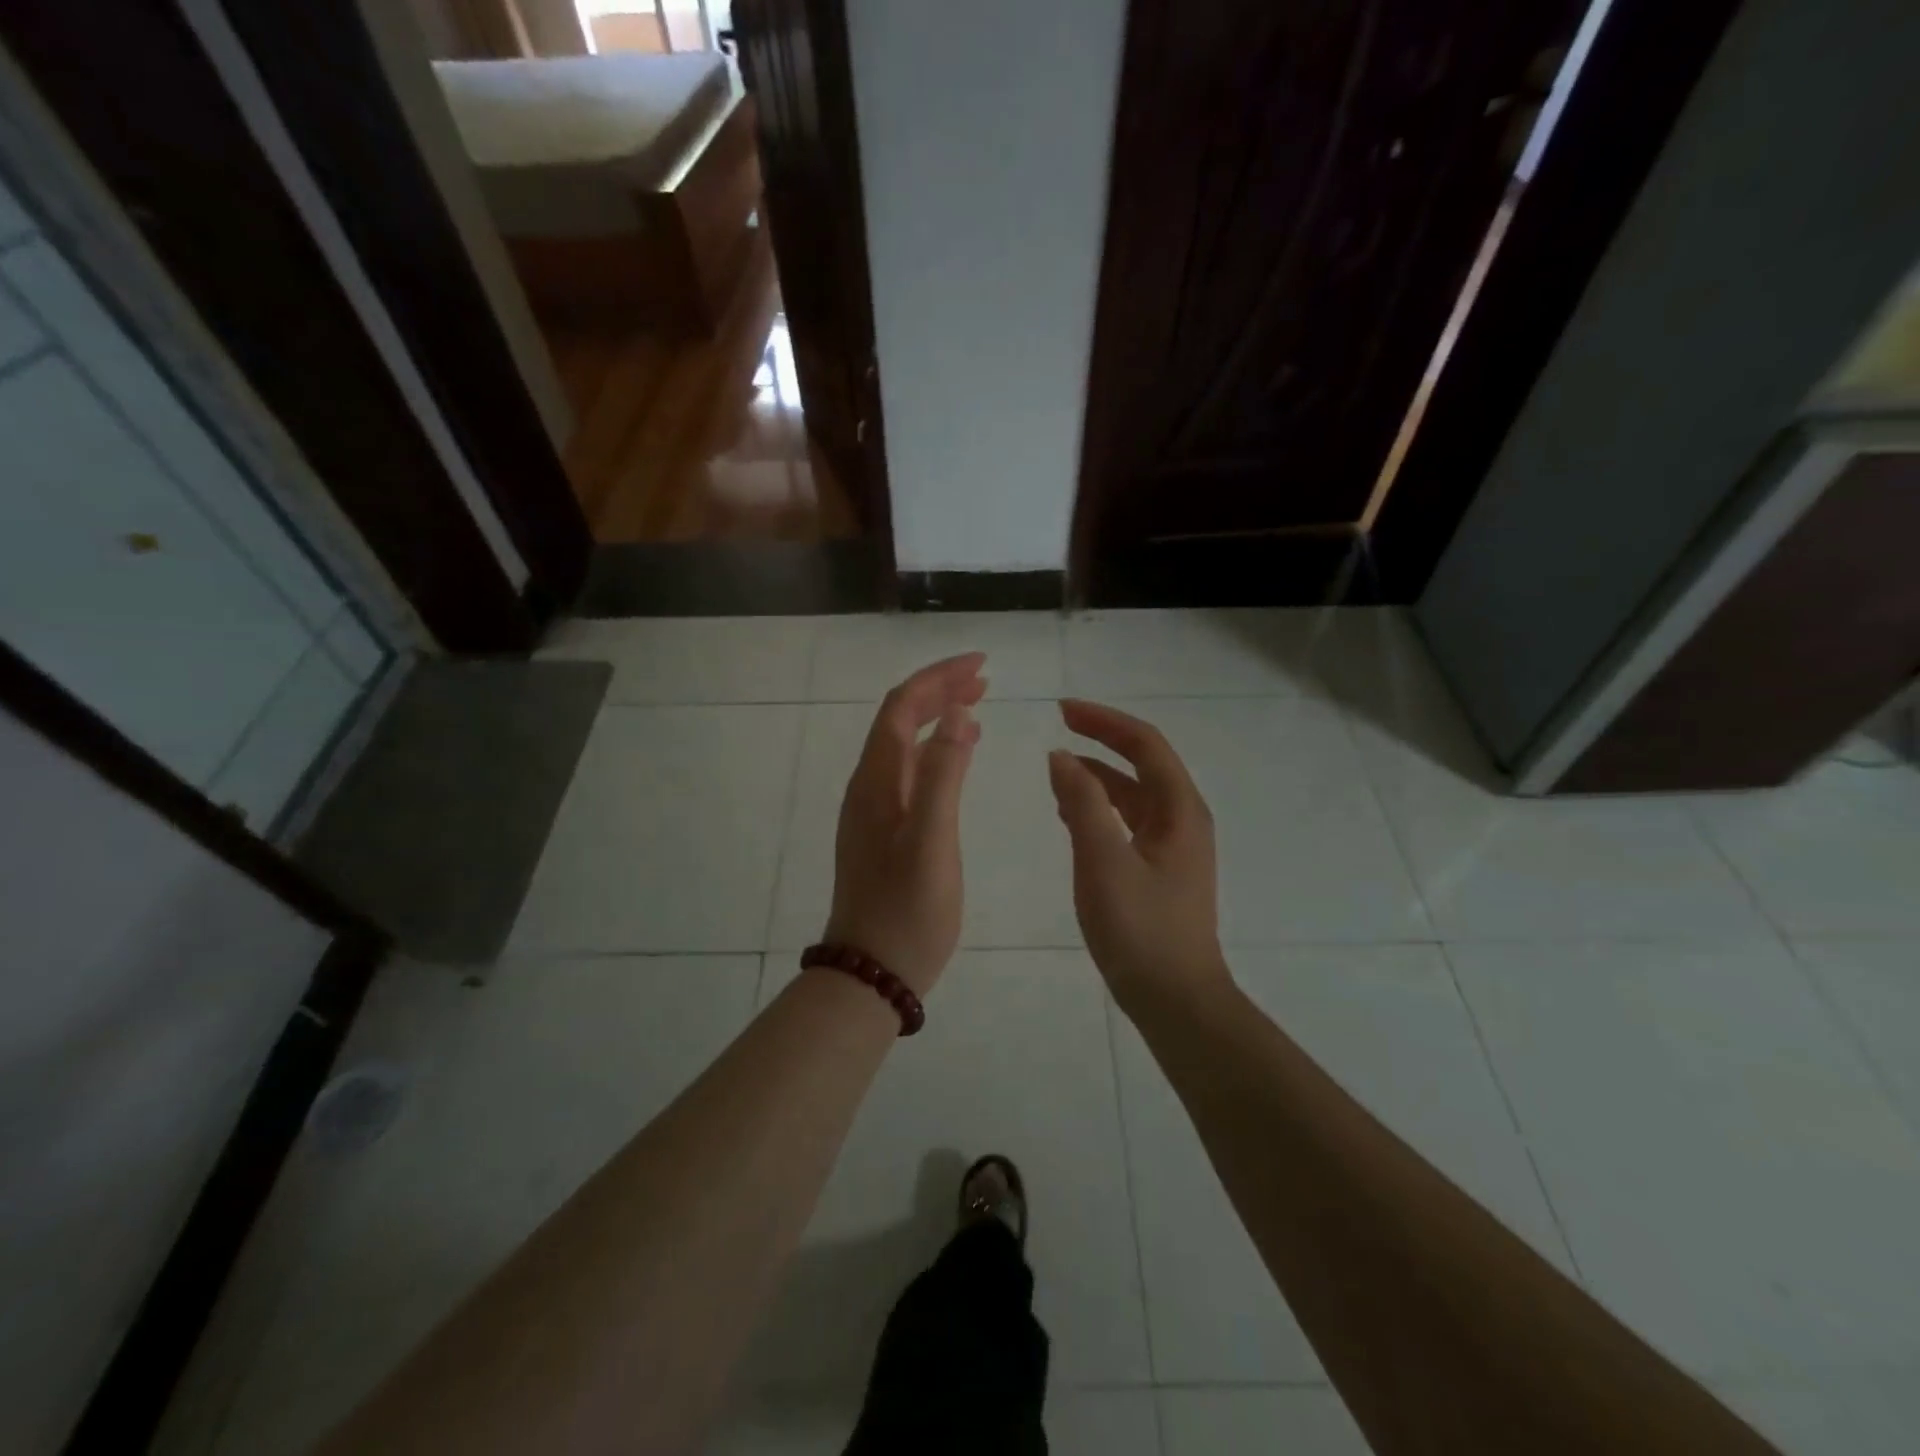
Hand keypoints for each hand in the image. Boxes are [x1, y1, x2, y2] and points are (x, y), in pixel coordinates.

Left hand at [823, 653, 985, 995]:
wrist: (871, 972)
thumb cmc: (907, 911)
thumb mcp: (931, 842)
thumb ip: (943, 775)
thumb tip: (959, 713)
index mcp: (877, 780)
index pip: (902, 707)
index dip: (938, 678)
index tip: (981, 664)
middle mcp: (869, 786)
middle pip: (899, 719)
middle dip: (939, 690)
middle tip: (984, 679)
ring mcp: (873, 809)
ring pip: (904, 744)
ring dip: (937, 716)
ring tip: (976, 704)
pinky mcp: (883, 830)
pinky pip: (908, 771)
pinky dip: (935, 749)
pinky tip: (957, 757)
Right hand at [1048, 700, 1231, 1011]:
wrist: (1176, 1000)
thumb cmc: (1142, 929)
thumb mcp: (1103, 861)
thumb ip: (1081, 804)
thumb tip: (1060, 756)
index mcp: (1180, 809)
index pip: (1145, 744)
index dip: (1104, 720)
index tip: (1062, 709)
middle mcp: (1183, 819)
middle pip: (1143, 763)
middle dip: (1102, 740)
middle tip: (1059, 726)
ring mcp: (1174, 847)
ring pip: (1134, 794)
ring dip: (1098, 775)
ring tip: (1056, 769)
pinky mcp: (1160, 870)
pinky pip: (1128, 822)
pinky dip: (1100, 807)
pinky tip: (1072, 815)